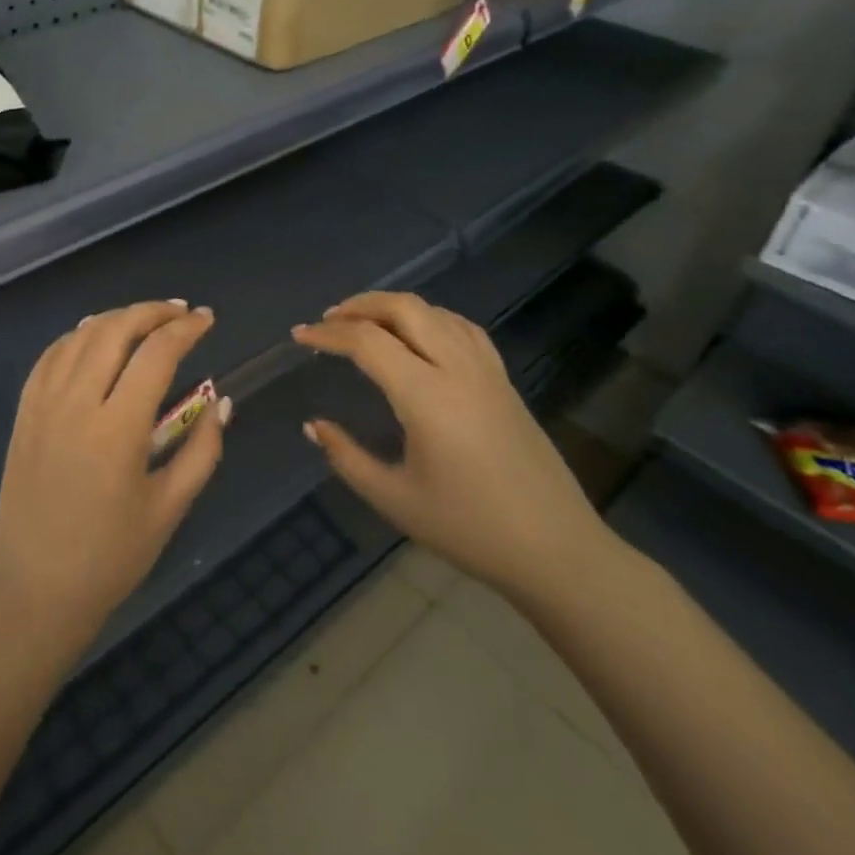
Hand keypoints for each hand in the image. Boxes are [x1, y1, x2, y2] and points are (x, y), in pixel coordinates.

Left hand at [0, 300, 228, 655]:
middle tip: (181, 312)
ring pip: (80, 336)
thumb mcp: (170, 508)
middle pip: (115, 330)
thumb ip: (203, 449)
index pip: (156, 354)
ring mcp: (43, 405)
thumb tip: (221, 400)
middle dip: (153, 312)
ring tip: (146, 320)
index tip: (208, 320)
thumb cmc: (111, 557)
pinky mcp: (23, 414)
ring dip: (116, 318)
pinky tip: (95, 337)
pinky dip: (77, 337)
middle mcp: (76, 404)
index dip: (185, 329)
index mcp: (118, 429)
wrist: (35, 591)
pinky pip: (50, 356)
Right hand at [292, 292, 612, 604]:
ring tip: (365, 323)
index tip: (299, 337)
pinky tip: (420, 335)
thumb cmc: (469, 528)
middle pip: (404, 308)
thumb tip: (313, 426)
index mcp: (426, 395)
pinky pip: (463, 329)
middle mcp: (457, 369)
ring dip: (394, 307)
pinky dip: (431, 318)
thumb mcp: (394, 498)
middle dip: (360, 305)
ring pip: (436, 312)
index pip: (368, 342)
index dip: (328, 335)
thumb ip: (347, 457)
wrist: (555, 549)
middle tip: (328, 321)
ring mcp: (486, 371)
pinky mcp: (504, 381)